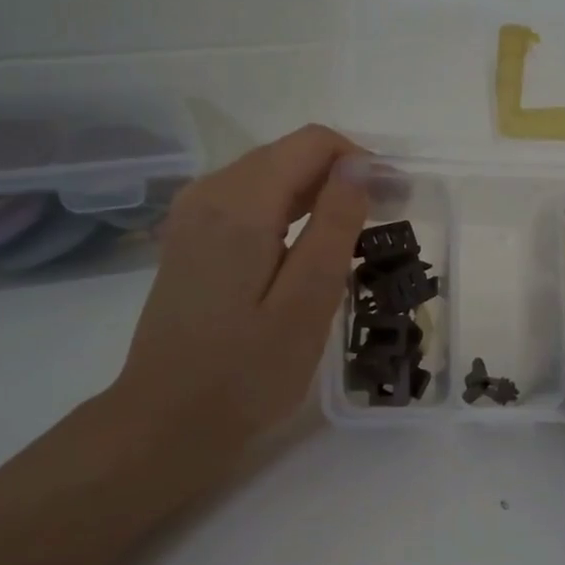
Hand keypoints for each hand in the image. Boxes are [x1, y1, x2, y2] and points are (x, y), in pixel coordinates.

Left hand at [103, 124, 368, 479]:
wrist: (167, 421)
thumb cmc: (247, 372)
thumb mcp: (307, 302)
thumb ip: (334, 225)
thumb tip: (358, 165)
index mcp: (239, 204)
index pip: (312, 143)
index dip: (362, 160)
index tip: (396, 198)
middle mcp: (209, 193)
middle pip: (288, 154)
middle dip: (342, 174)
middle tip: (385, 219)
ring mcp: (193, 215)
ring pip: (268, 174)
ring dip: (316, 192)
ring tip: (355, 234)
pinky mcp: (190, 238)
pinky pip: (247, 200)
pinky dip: (287, 209)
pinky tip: (307, 247)